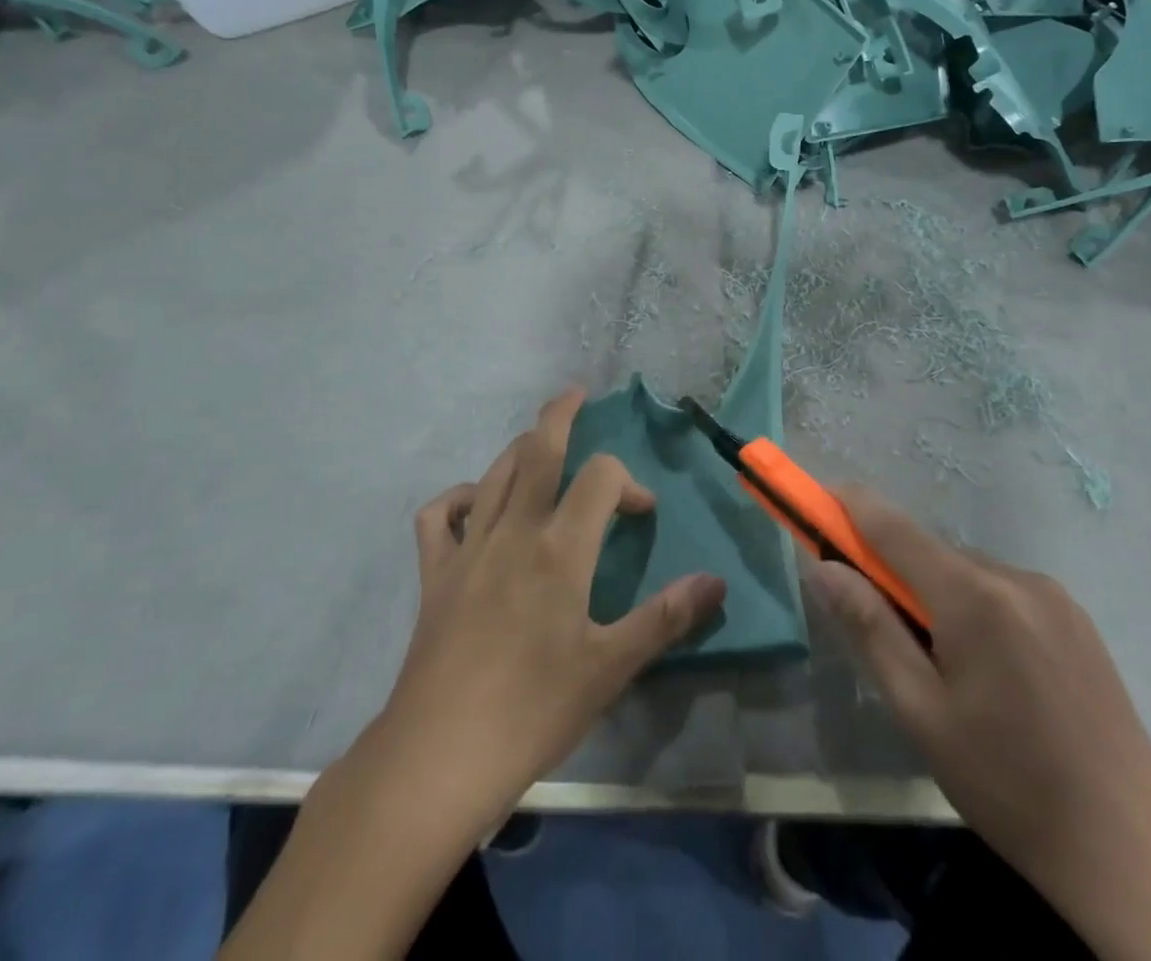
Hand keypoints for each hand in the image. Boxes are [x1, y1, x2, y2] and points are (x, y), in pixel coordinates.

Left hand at [221, 388, 726, 960]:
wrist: (439, 755)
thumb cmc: (533, 711)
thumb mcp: (611, 668)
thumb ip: (666, 617)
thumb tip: (716, 581)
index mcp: (560, 549)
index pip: (601, 478)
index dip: (629, 482)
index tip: (643, 514)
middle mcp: (514, 532)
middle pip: (537, 451)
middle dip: (559, 415)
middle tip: (576, 394)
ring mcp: (468, 549)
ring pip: (495, 474)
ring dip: (520, 448)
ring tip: (540, 441)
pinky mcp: (434, 574)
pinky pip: (439, 516)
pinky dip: (458, 497)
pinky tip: (475, 504)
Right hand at [811, 487, 1150, 960]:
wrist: (1130, 850)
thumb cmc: (1007, 785)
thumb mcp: (920, 712)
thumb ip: (869, 628)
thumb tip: (822, 567)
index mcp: (973, 597)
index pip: (893, 527)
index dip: (848, 506)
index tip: (816, 497)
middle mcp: (1014, 576)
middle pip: (929, 552)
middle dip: (893, 572)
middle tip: (879, 625)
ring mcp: (1052, 594)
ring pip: (966, 572)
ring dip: (937, 595)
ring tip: (945, 669)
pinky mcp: (1075, 616)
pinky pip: (1003, 591)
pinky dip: (976, 607)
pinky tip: (991, 672)